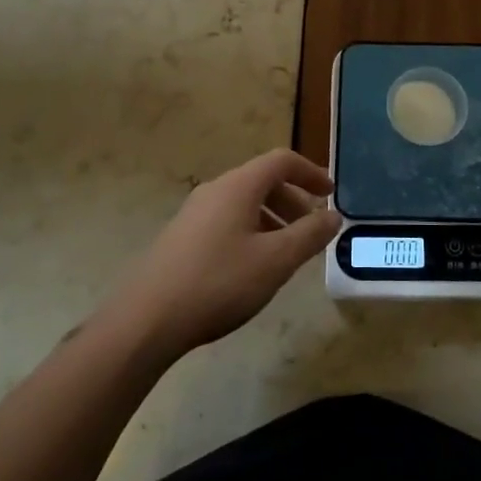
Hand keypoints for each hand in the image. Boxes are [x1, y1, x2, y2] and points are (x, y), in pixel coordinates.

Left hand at [109, 149, 340, 360]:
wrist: (146, 320)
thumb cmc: (219, 283)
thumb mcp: (276, 261)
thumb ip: (310, 235)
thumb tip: (334, 215)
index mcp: (238, 186)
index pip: (282, 161)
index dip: (310, 173)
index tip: (330, 194)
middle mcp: (215, 190)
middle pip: (262, 181)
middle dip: (293, 201)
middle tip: (311, 230)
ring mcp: (194, 213)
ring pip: (244, 204)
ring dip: (272, 219)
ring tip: (286, 254)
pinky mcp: (182, 237)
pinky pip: (226, 221)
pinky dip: (251, 232)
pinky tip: (252, 268)